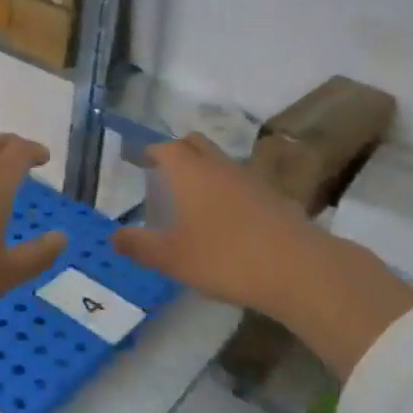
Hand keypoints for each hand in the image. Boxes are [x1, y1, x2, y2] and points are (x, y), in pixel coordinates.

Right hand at [112, 134, 412, 379]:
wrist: (297, 268)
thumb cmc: (226, 258)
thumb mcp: (173, 258)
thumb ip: (141, 246)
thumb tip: (114, 236)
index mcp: (191, 173)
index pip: (166, 148)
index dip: (151, 151)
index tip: (140, 160)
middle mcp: (221, 167)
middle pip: (196, 144)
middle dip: (178, 151)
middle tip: (164, 172)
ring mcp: (252, 179)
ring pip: (221, 162)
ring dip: (205, 171)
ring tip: (193, 197)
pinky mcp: (274, 198)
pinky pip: (242, 183)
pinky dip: (228, 190)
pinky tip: (227, 219)